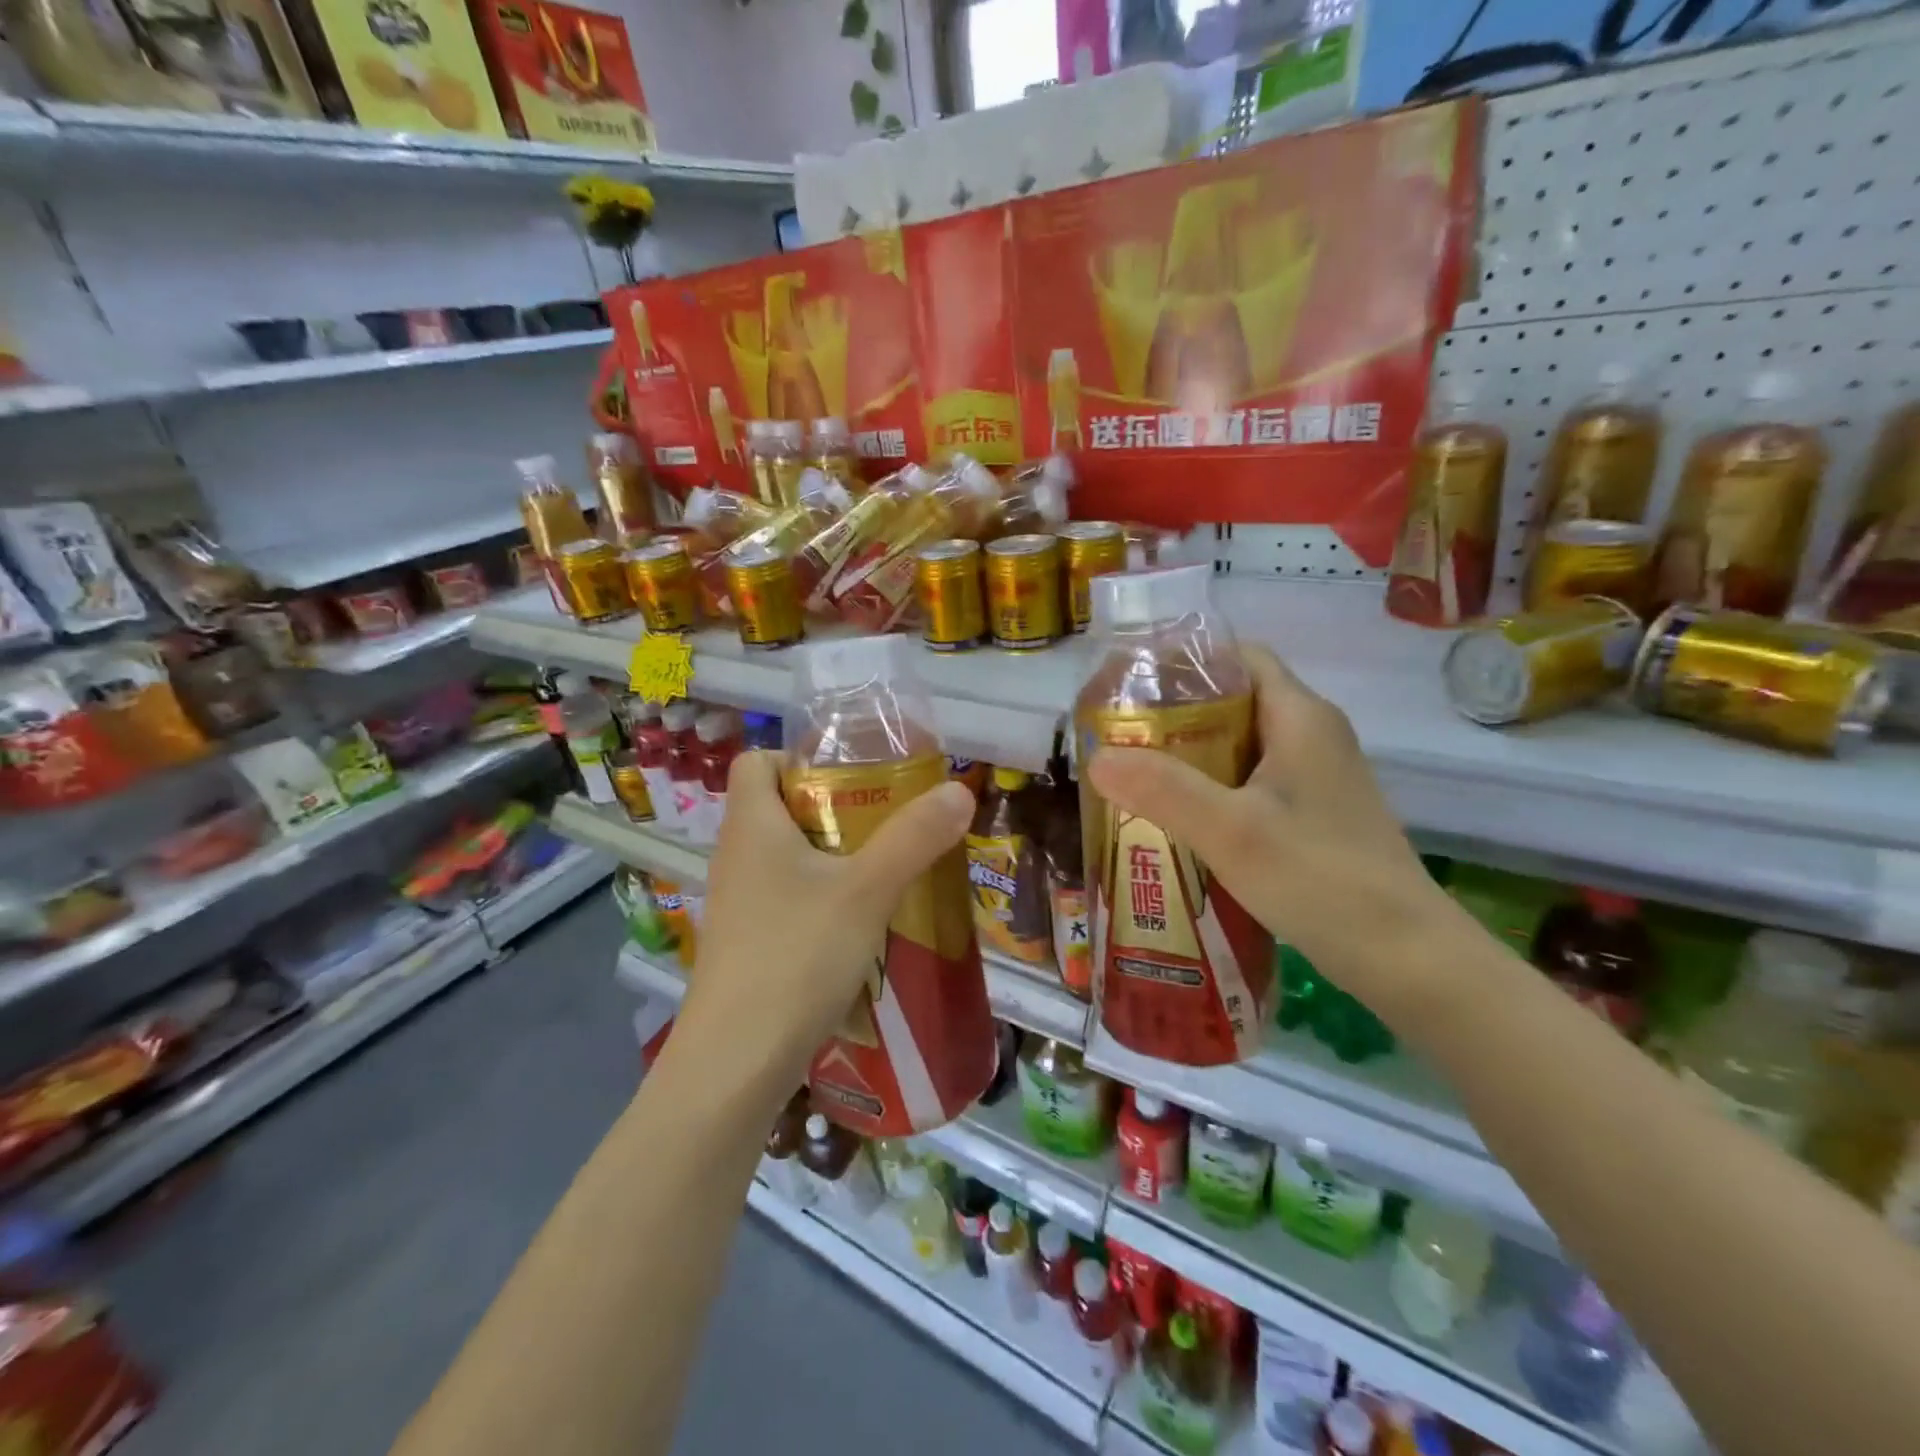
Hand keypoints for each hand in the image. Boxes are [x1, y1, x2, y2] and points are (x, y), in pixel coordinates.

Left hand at [679, 750, 974, 1102]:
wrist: (736, 1063)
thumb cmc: (796, 956)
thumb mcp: (867, 890)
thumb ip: (914, 837)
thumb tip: (959, 790)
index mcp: (751, 825)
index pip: (757, 760)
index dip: (800, 757)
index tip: (853, 776)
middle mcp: (736, 856)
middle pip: (779, 807)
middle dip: (834, 808)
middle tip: (887, 822)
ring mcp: (738, 903)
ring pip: (786, 857)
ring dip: (833, 857)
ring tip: (885, 871)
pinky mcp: (747, 943)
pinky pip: (787, 899)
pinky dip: (821, 898)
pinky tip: (861, 926)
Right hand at [1086, 644, 1478, 1027]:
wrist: (1406, 957)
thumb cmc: (1321, 879)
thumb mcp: (1232, 832)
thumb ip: (1163, 790)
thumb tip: (1097, 758)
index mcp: (1300, 716)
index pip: (1238, 657)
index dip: (1183, 662)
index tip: (1130, 684)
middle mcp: (1311, 735)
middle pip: (1233, 700)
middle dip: (1173, 713)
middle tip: (1119, 736)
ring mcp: (1316, 777)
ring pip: (1239, 745)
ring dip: (1188, 755)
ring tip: (1134, 774)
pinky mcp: (1313, 814)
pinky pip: (1250, 782)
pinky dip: (1210, 789)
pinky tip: (1177, 818)